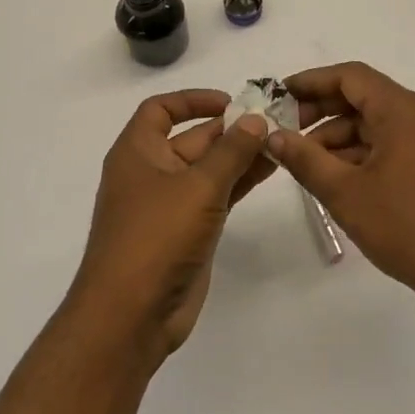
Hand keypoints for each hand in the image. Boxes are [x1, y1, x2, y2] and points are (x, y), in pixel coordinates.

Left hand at [68, 90, 273, 357]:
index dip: (193, 100)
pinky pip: (217, 196)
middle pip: (192, 138)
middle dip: (230, 128)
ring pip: (209, 168)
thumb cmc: (156, 236)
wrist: (132, 313)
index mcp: (137, 152)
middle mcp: (151, 172)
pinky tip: (270, 170)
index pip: (160, 109)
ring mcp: (170, 204)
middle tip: (274, 120)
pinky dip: (240, 181)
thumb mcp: (198, 186)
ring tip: (281, 141)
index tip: (231, 102)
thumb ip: (231, 151)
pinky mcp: (188, 231)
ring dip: (241, 155)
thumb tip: (256, 119)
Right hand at [268, 63, 414, 312]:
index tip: (280, 95)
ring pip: (382, 123)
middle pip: (368, 97)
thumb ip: (305, 158)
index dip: (312, 82)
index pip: (352, 77)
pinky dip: (368, 151)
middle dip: (324, 112)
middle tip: (288, 132)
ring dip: (344, 136)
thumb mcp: (345, 193)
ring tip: (309, 163)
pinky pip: (399, 142)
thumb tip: (273, 136)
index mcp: (407, 111)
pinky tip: (342, 176)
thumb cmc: (407, 229)